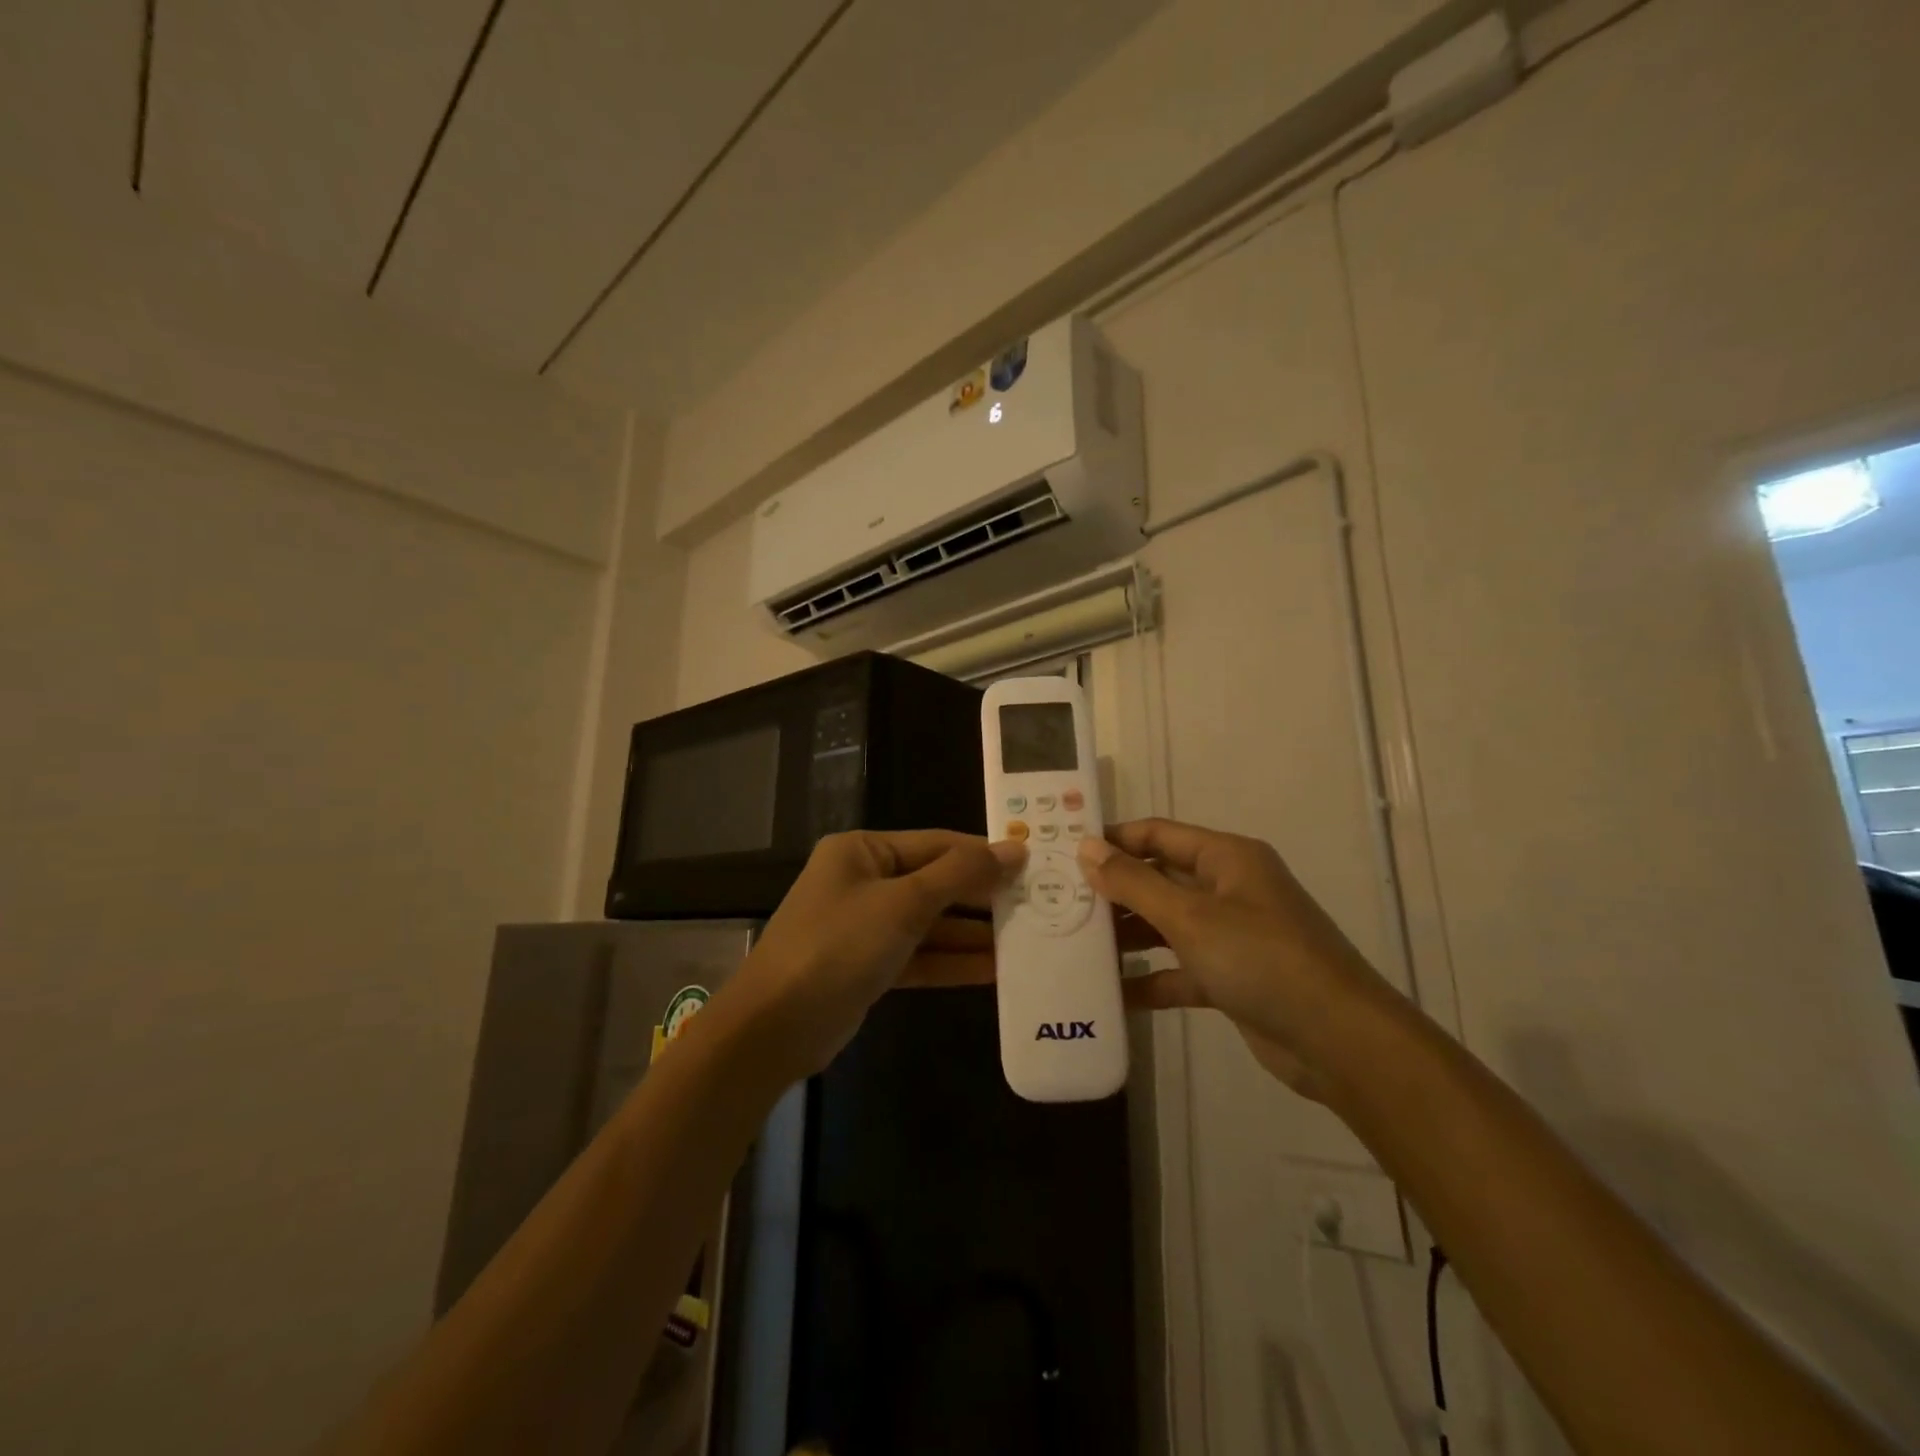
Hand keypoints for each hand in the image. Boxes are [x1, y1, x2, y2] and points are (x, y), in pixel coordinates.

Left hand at [731, 830, 1022, 1078]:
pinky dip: (952, 962)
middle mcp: (863, 881)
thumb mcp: (903, 904)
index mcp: (863, 850)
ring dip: (972, 934)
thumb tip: (1014, 848)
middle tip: (1037, 904)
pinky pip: (919, 956)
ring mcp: (865, 926)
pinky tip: (995, 971)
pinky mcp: (869, 966)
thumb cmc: (838, 946)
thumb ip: (960, 875)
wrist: (774, 1028)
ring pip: (930, 923)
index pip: (936, 843)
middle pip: (935, 882)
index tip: (1032, 863)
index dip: (983, 853)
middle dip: (981, 896)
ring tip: (1027, 939)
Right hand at [1078, 819, 1395, 1097]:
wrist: (1339, 1041)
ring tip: (1075, 945)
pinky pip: (1180, 968)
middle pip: (1159, 878)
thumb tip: (1086, 848)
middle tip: (1060, 903)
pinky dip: (1150, 978)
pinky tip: (1112, 992)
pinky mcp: (1231, 978)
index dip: (1113, 840)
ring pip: (1167, 925)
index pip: (1157, 834)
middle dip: (1114, 890)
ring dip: (1128, 935)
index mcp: (1226, 858)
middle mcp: (1229, 889)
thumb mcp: (1190, 917)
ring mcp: (1231, 935)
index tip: (1065, 853)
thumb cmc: (1262, 959)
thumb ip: (1134, 882)